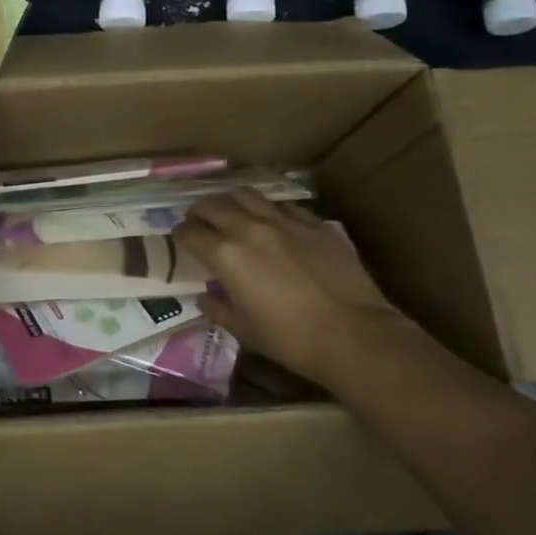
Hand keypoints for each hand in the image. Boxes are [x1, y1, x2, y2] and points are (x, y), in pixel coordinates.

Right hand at [172, 190, 410, 382]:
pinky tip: (273, 222)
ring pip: (246, 194)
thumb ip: (218, 308)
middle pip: (212, 205)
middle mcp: (248, 228)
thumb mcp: (244, 330)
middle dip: (200, 212)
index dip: (181, 234)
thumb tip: (206, 298)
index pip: (190, 232)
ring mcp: (283, 221)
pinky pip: (282, 205)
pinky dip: (269, 209)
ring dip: (231, 201)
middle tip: (200, 222)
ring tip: (233, 212)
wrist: (354, 335)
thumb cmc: (291, 339)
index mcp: (225, 255)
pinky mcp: (313, 223)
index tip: (181, 238)